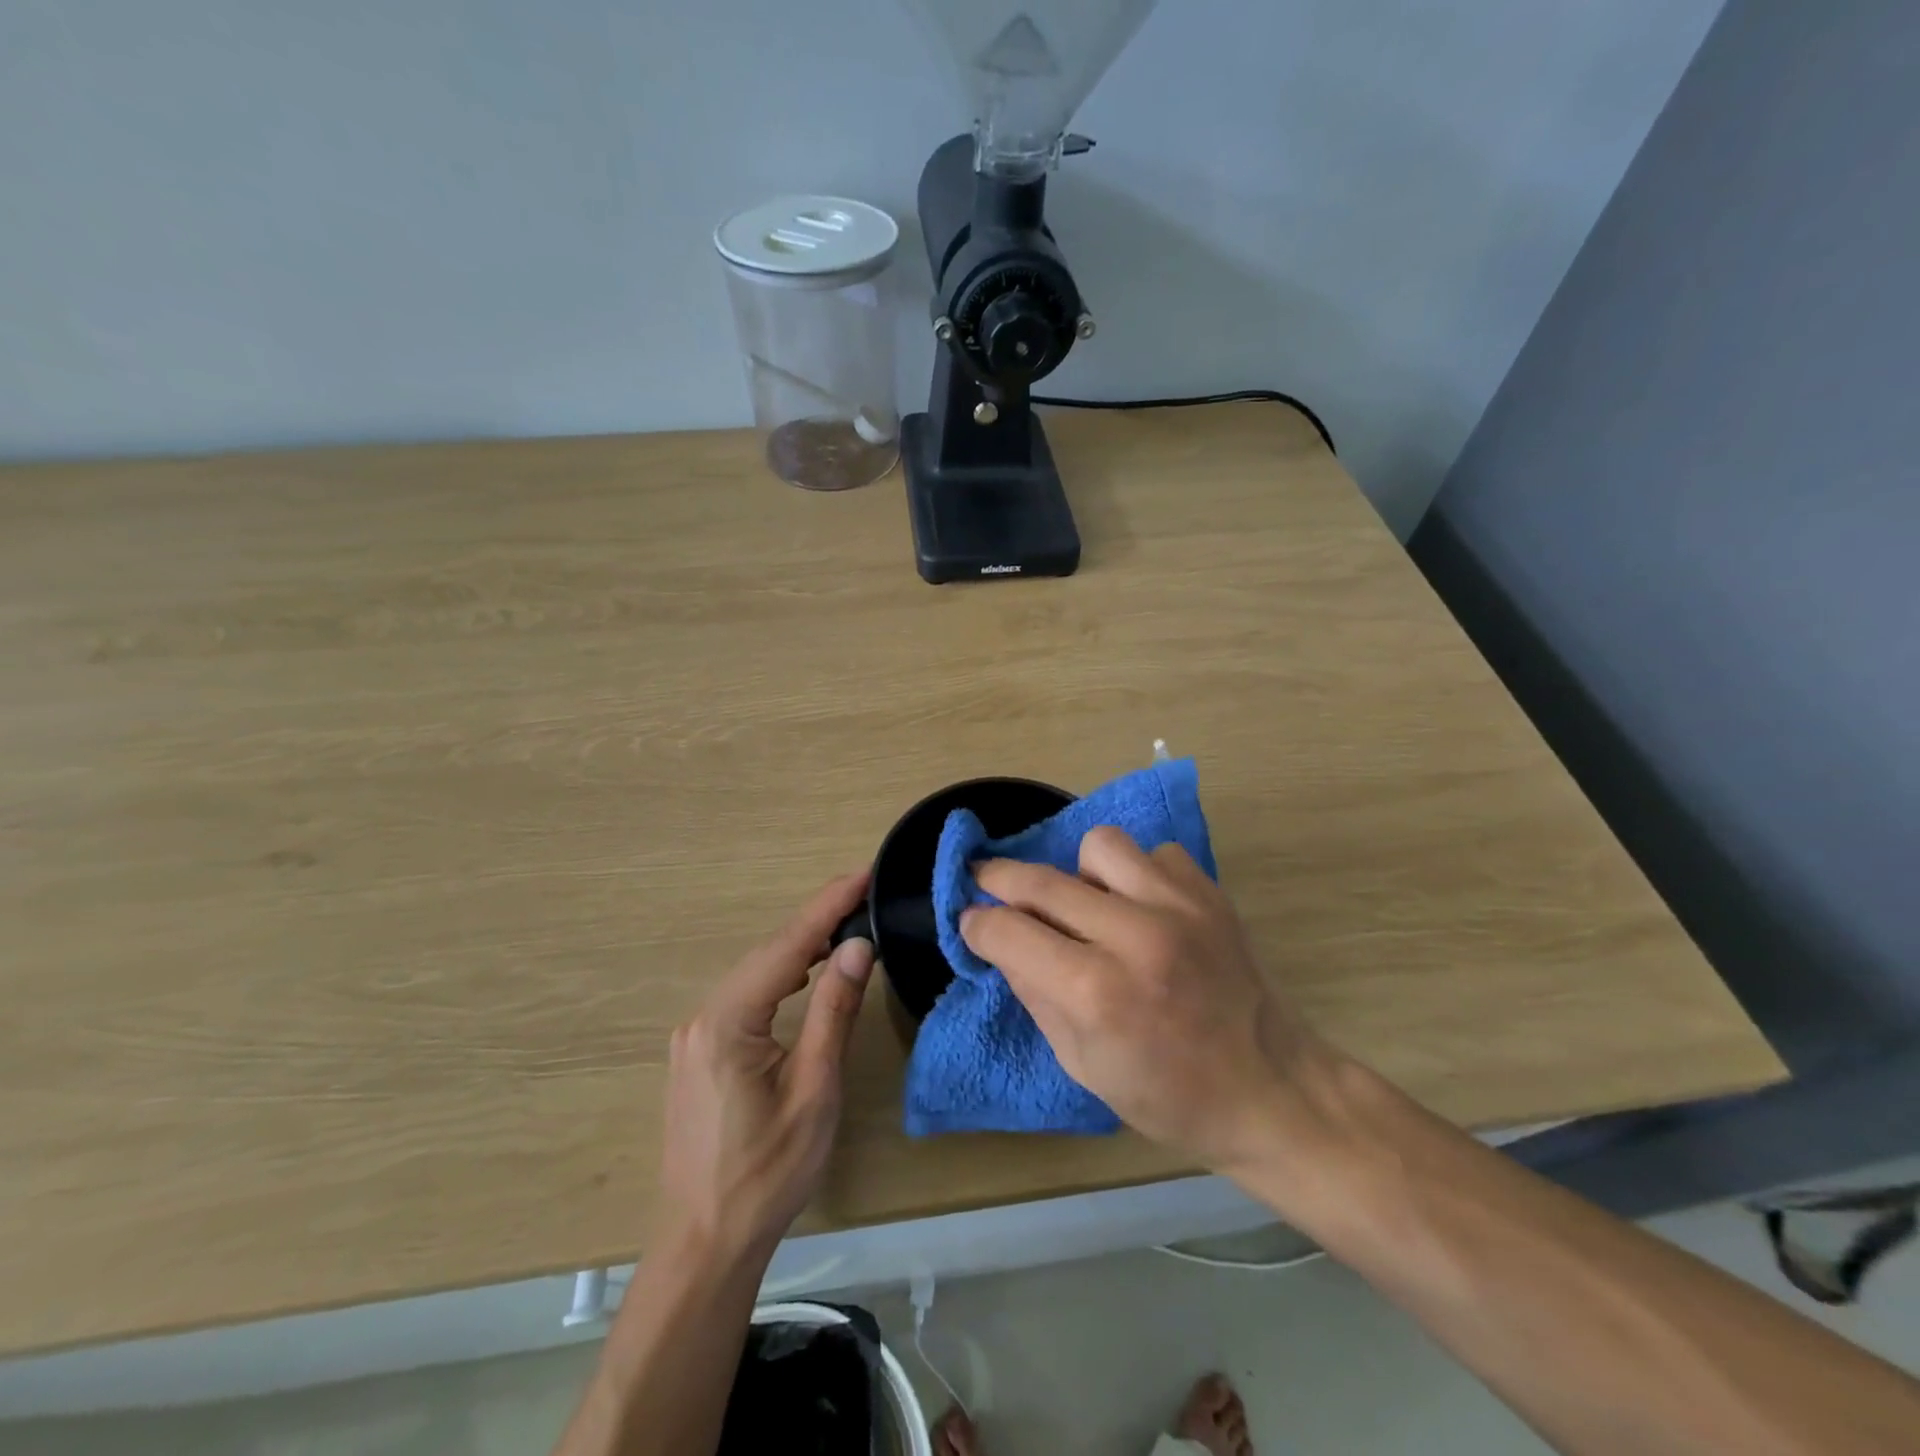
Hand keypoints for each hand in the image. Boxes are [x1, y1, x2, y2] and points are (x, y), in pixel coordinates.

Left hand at [658, 872, 873, 1259]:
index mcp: (727, 1021)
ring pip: (756, 972)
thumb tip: (857, 946)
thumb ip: (833, 1011)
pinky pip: (746, 995)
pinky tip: (805, 971)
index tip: (863, 872)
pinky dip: (781, 974)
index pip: (787, 946)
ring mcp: (695, 1034)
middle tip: (864, 893)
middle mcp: (703, 1016)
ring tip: (846, 923)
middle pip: (768, 953)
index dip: (828, 904)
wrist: (705, 1244)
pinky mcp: (699, 1051)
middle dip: (817, 919)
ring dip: (801, 946)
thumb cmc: (767, 1174)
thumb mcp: (813, 1091)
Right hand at [961, 828, 1334, 1171]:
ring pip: (1098, 845)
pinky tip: (1141, 908)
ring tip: (1085, 903)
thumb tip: (999, 941)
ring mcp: (1180, 907)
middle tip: (987, 883)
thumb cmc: (1169, 1097)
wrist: (1271, 1091)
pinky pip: (1154, 855)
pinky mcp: (1211, 894)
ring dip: (1077, 872)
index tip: (970, 922)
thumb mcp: (1082, 1064)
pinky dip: (1136, 876)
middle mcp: (1136, 936)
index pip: (1009, 932)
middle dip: (999, 879)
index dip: (977, 925)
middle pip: (1042, 881)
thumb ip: (1033, 994)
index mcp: (1097, 993)